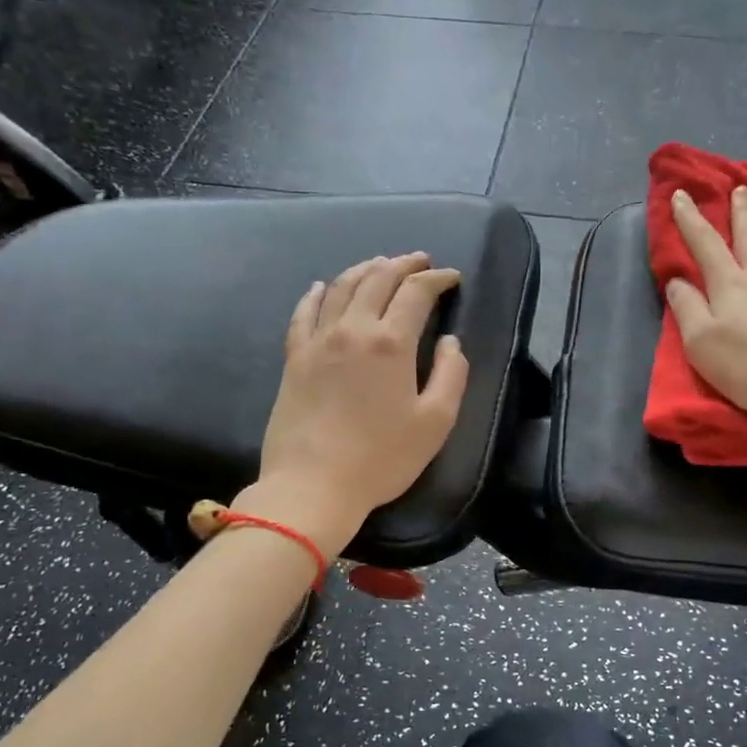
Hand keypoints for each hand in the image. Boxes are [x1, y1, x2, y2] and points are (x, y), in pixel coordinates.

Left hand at [240, 253, 468, 552]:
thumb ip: (450, 375)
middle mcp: (353, 330)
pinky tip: (322, 286)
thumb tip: (451, 342)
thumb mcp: (435, 422)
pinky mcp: (294, 358)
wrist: (312, 485)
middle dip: (403, 264)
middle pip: (378, 280)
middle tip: (419, 261)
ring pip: (342, 288)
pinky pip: (304, 313)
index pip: (416, 293)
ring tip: (380, 264)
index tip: (452, 277)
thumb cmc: (382, 458)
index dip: (437, 279)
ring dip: (365, 269)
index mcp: (391, 343)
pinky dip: (316, 293)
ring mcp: (318, 341)